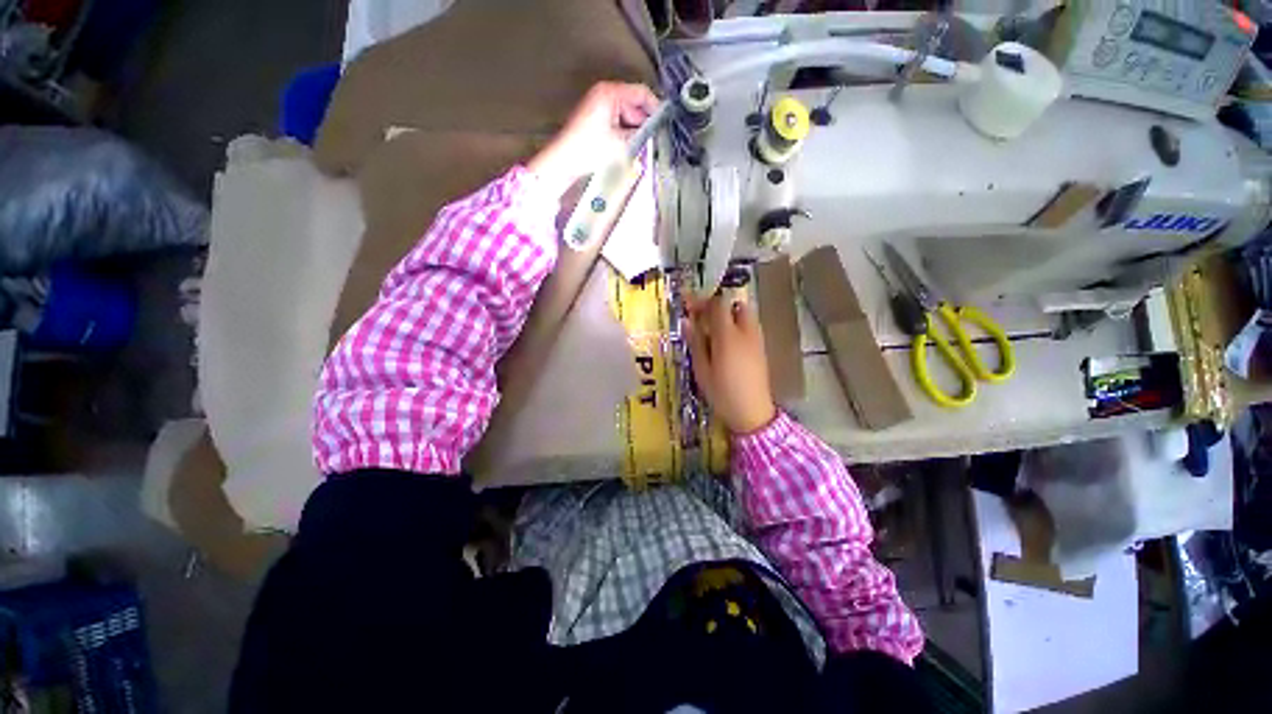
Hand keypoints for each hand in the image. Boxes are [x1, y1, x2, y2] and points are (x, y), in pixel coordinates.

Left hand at [528, 82, 659, 197]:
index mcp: (610, 93)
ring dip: (634, 131)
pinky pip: (617, 123)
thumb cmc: (587, 149)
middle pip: (634, 105)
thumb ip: (640, 135)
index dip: (655, 108)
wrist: (564, 161)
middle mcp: (604, 94)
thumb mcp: (620, 143)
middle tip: (653, 140)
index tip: (665, 122)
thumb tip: (653, 133)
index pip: (641, 93)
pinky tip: (627, 148)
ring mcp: (599, 106)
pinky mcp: (595, 119)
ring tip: (640, 147)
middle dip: (644, 123)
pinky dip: (624, 134)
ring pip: (626, 116)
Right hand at [683, 294, 776, 434]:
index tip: (687, 305)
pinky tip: (725, 341)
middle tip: (702, 316)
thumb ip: (695, 342)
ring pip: (745, 314)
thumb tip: (687, 321)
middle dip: (718, 305)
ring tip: (711, 329)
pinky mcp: (761, 348)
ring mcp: (757, 339)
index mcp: (727, 336)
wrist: (753, 412)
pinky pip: (749, 326)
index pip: (717, 305)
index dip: (701, 301)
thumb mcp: (702, 370)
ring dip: (728, 314)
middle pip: (735, 304)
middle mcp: (745, 332)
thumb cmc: (722, 393)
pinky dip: (736, 325)